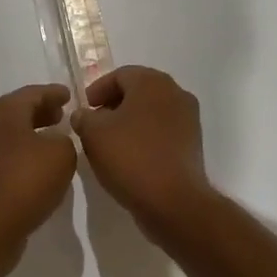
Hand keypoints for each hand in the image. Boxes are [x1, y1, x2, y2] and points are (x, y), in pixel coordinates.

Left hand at [0, 83, 77, 264]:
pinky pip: (4, 154)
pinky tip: (37, 166)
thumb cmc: (25, 182)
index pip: (32, 93)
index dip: (53, 93)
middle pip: (16, 111)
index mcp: (4, 112)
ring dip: (31, 133)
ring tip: (53, 140)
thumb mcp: (61, 154)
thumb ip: (65, 139)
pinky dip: (22, 153)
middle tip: (61, 115)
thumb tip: (55, 141)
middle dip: (40, 111)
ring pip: (9, 134)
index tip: (69, 95)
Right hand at [71, 66, 216, 239]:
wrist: (173, 201)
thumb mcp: (93, 134)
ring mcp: (189, 119)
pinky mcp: (192, 144)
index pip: (120, 75)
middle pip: (138, 91)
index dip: (97, 90)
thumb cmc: (131, 157)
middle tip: (94, 124)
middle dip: (114, 105)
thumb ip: (84, 118)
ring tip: (110, 143)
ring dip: (130, 122)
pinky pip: (163, 131)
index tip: (84, 109)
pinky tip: (130, 157)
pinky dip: (145, 137)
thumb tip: (84, 115)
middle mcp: (175, 93)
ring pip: (152, 112)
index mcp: (152, 82)